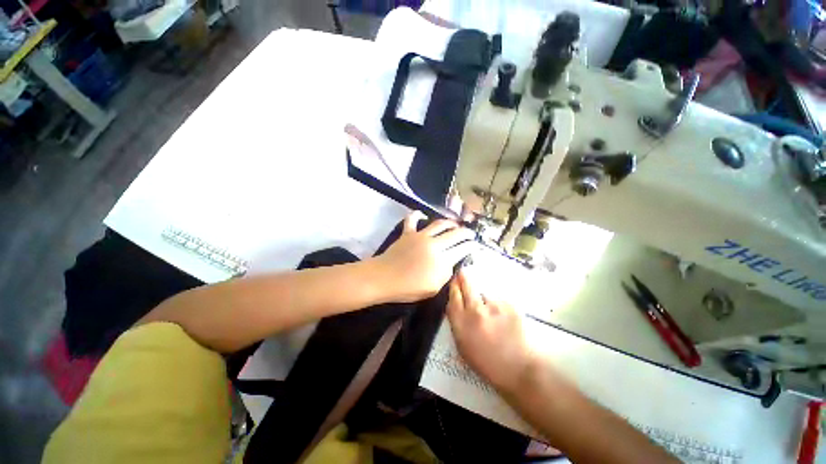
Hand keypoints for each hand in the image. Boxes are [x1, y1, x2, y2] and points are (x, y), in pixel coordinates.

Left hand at [374, 212, 475, 302]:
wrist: (385, 278)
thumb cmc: (409, 288)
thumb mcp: (433, 288)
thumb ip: (446, 274)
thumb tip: (452, 262)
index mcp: (442, 259)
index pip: (462, 249)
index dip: (471, 246)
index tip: (475, 245)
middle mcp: (434, 243)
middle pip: (455, 234)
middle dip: (466, 232)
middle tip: (470, 233)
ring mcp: (420, 236)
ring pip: (439, 223)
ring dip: (450, 222)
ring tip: (455, 223)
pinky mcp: (408, 233)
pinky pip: (412, 219)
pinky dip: (416, 214)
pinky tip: (421, 214)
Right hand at [447, 271, 537, 394]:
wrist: (519, 369)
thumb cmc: (487, 362)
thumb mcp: (463, 346)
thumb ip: (457, 323)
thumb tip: (455, 304)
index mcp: (461, 323)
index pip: (453, 296)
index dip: (453, 286)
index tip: (454, 280)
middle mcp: (475, 311)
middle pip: (466, 285)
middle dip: (463, 277)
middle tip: (463, 272)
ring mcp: (493, 306)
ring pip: (484, 292)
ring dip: (484, 297)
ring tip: (492, 310)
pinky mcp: (509, 305)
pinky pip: (499, 299)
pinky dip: (499, 305)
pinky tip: (504, 317)